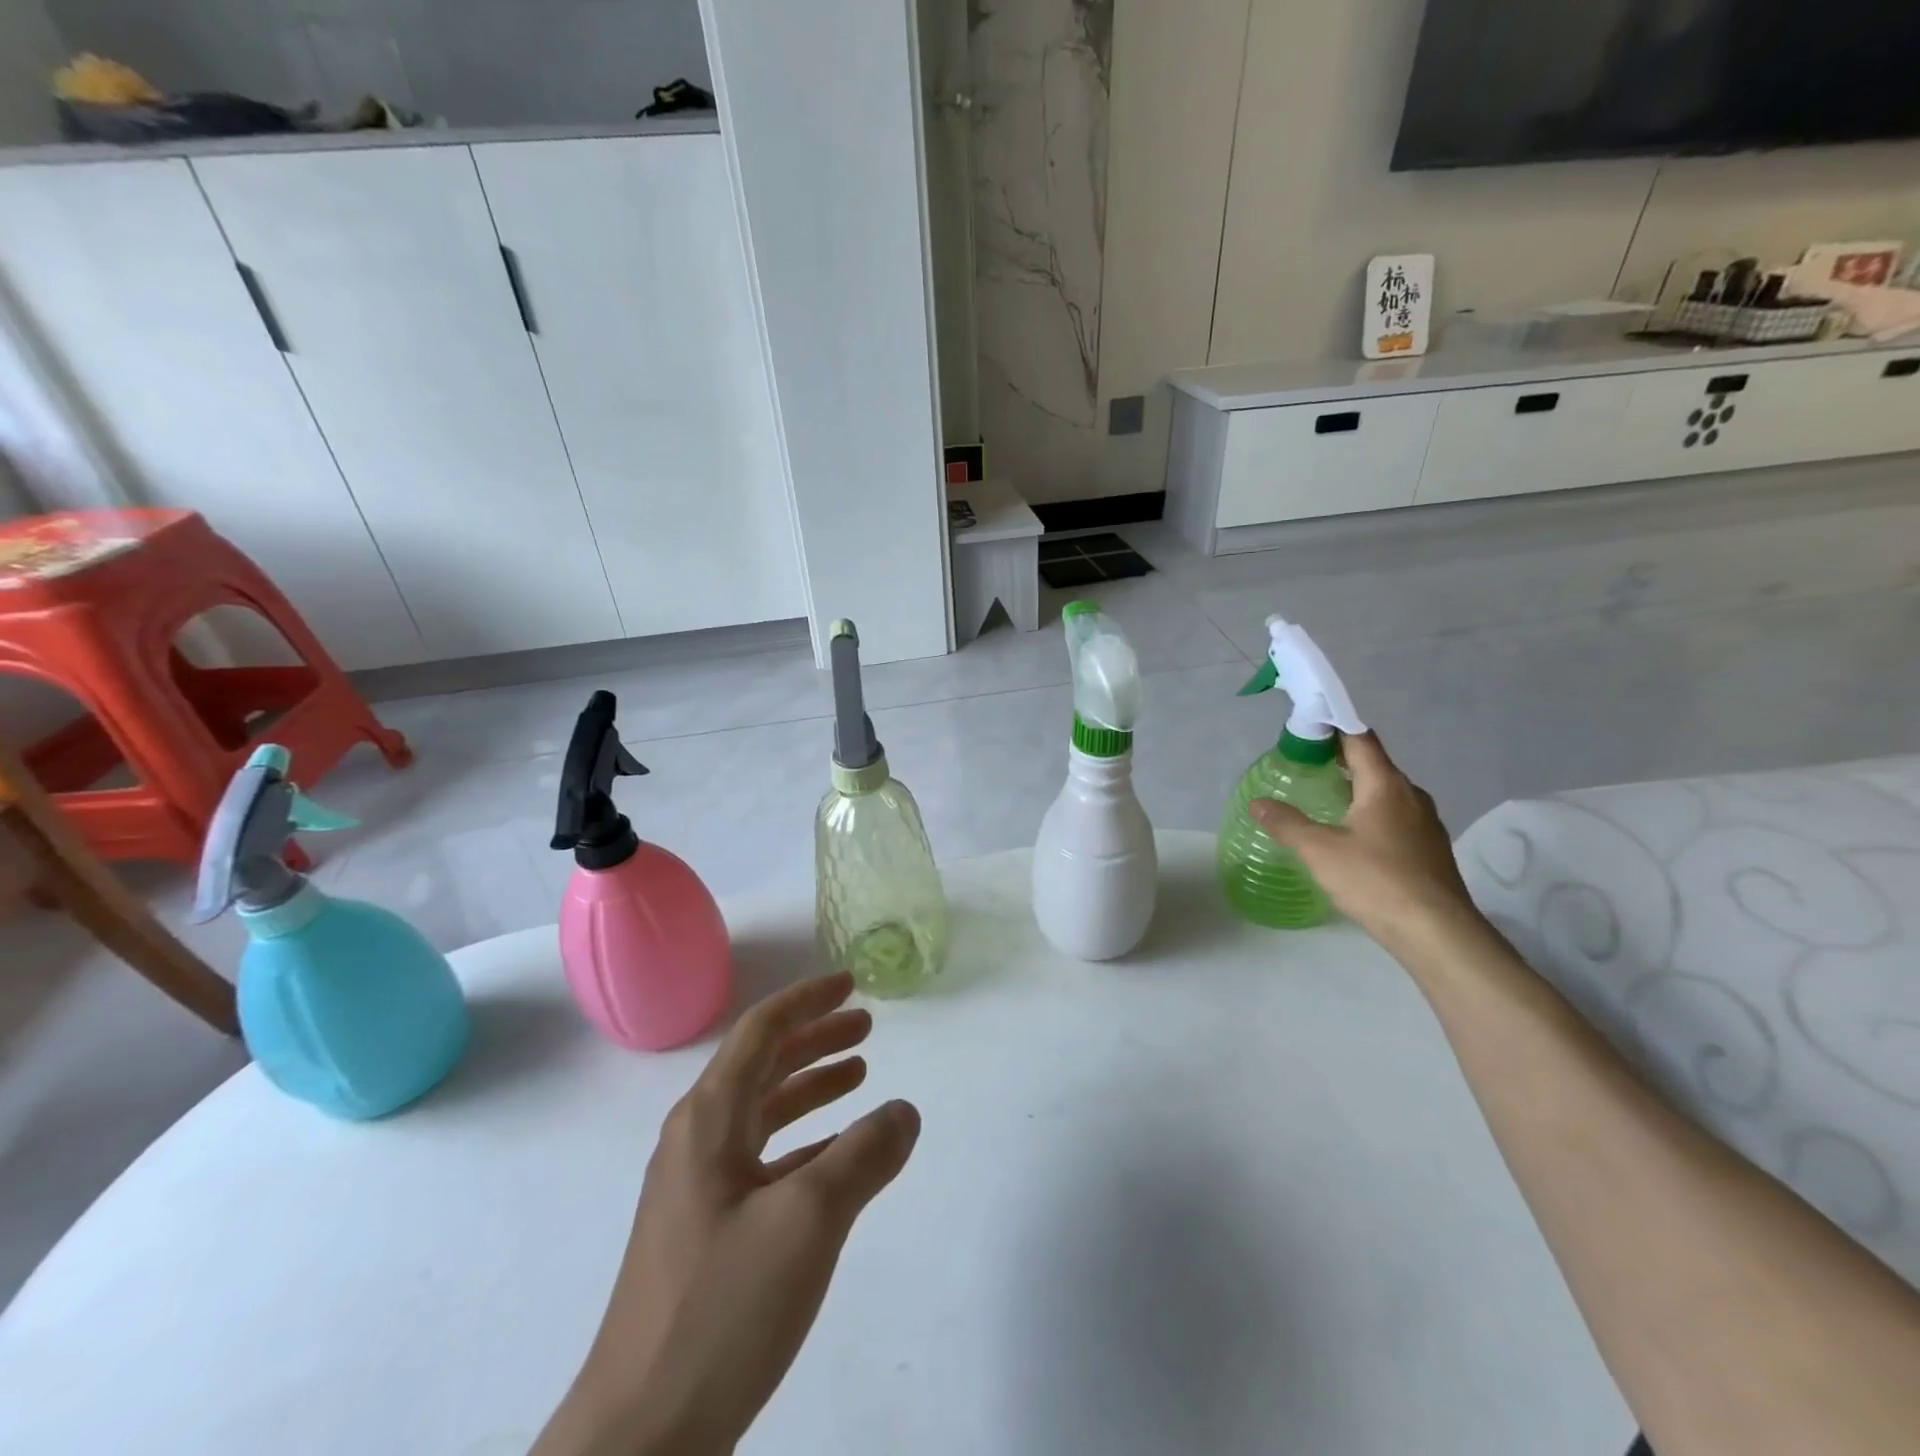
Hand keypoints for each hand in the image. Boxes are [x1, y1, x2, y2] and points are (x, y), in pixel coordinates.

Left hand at [534, 972, 919, 1455]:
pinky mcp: (706, 1232)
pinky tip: (836, 1154)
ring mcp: (698, 1189)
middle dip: (815, 1039)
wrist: (639, 1440)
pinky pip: (763, 1160)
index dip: (808, 1000)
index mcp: (709, 1120)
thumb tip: (905, 1111)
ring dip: (810, 1087)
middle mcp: (698, 1141)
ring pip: (763, 1113)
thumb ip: (864, 1156)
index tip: (850, 983)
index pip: (762, 1031)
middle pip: (763, 1065)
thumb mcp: (809, 1221)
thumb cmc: (721, 1309)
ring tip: (859, 1074)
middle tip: (867, 1025)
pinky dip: (804, 1142)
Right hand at [1249, 731, 1480, 957]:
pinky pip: (1396, 817)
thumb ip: (1286, 823)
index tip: (1308, 727)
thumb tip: (1257, 802)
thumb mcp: (1318, 850)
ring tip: (1325, 800)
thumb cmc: (1376, 880)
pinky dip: (1371, 814)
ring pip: (1387, 792)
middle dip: (1342, 759)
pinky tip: (1352, 836)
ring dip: (1357, 789)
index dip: (1335, 726)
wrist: (1436, 932)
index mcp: (1385, 785)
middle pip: (1375, 764)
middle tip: (1306, 765)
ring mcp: (1425, 823)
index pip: (1360, 739)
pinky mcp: (1430, 849)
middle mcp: (1411, 796)